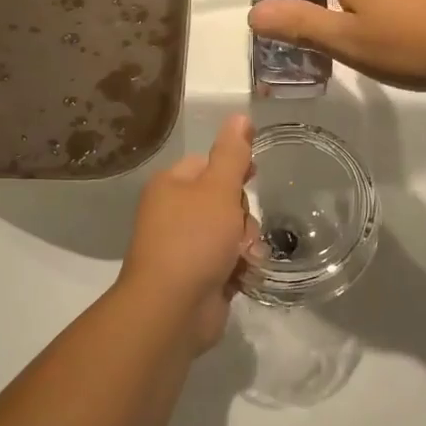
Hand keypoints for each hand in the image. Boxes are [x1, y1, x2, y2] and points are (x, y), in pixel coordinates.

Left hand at [119, 115, 255, 351]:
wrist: (171, 310)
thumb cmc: (194, 239)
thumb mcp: (218, 189)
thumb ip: (233, 153)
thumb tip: (240, 116)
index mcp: (171, 186)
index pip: (209, 164)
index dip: (234, 169)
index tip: (254, 177)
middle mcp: (173, 214)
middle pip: (224, 200)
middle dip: (242, 215)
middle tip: (240, 230)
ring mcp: (184, 248)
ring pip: (231, 232)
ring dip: (245, 243)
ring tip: (244, 257)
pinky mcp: (197, 278)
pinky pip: (229, 261)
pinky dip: (239, 267)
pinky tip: (244, 275)